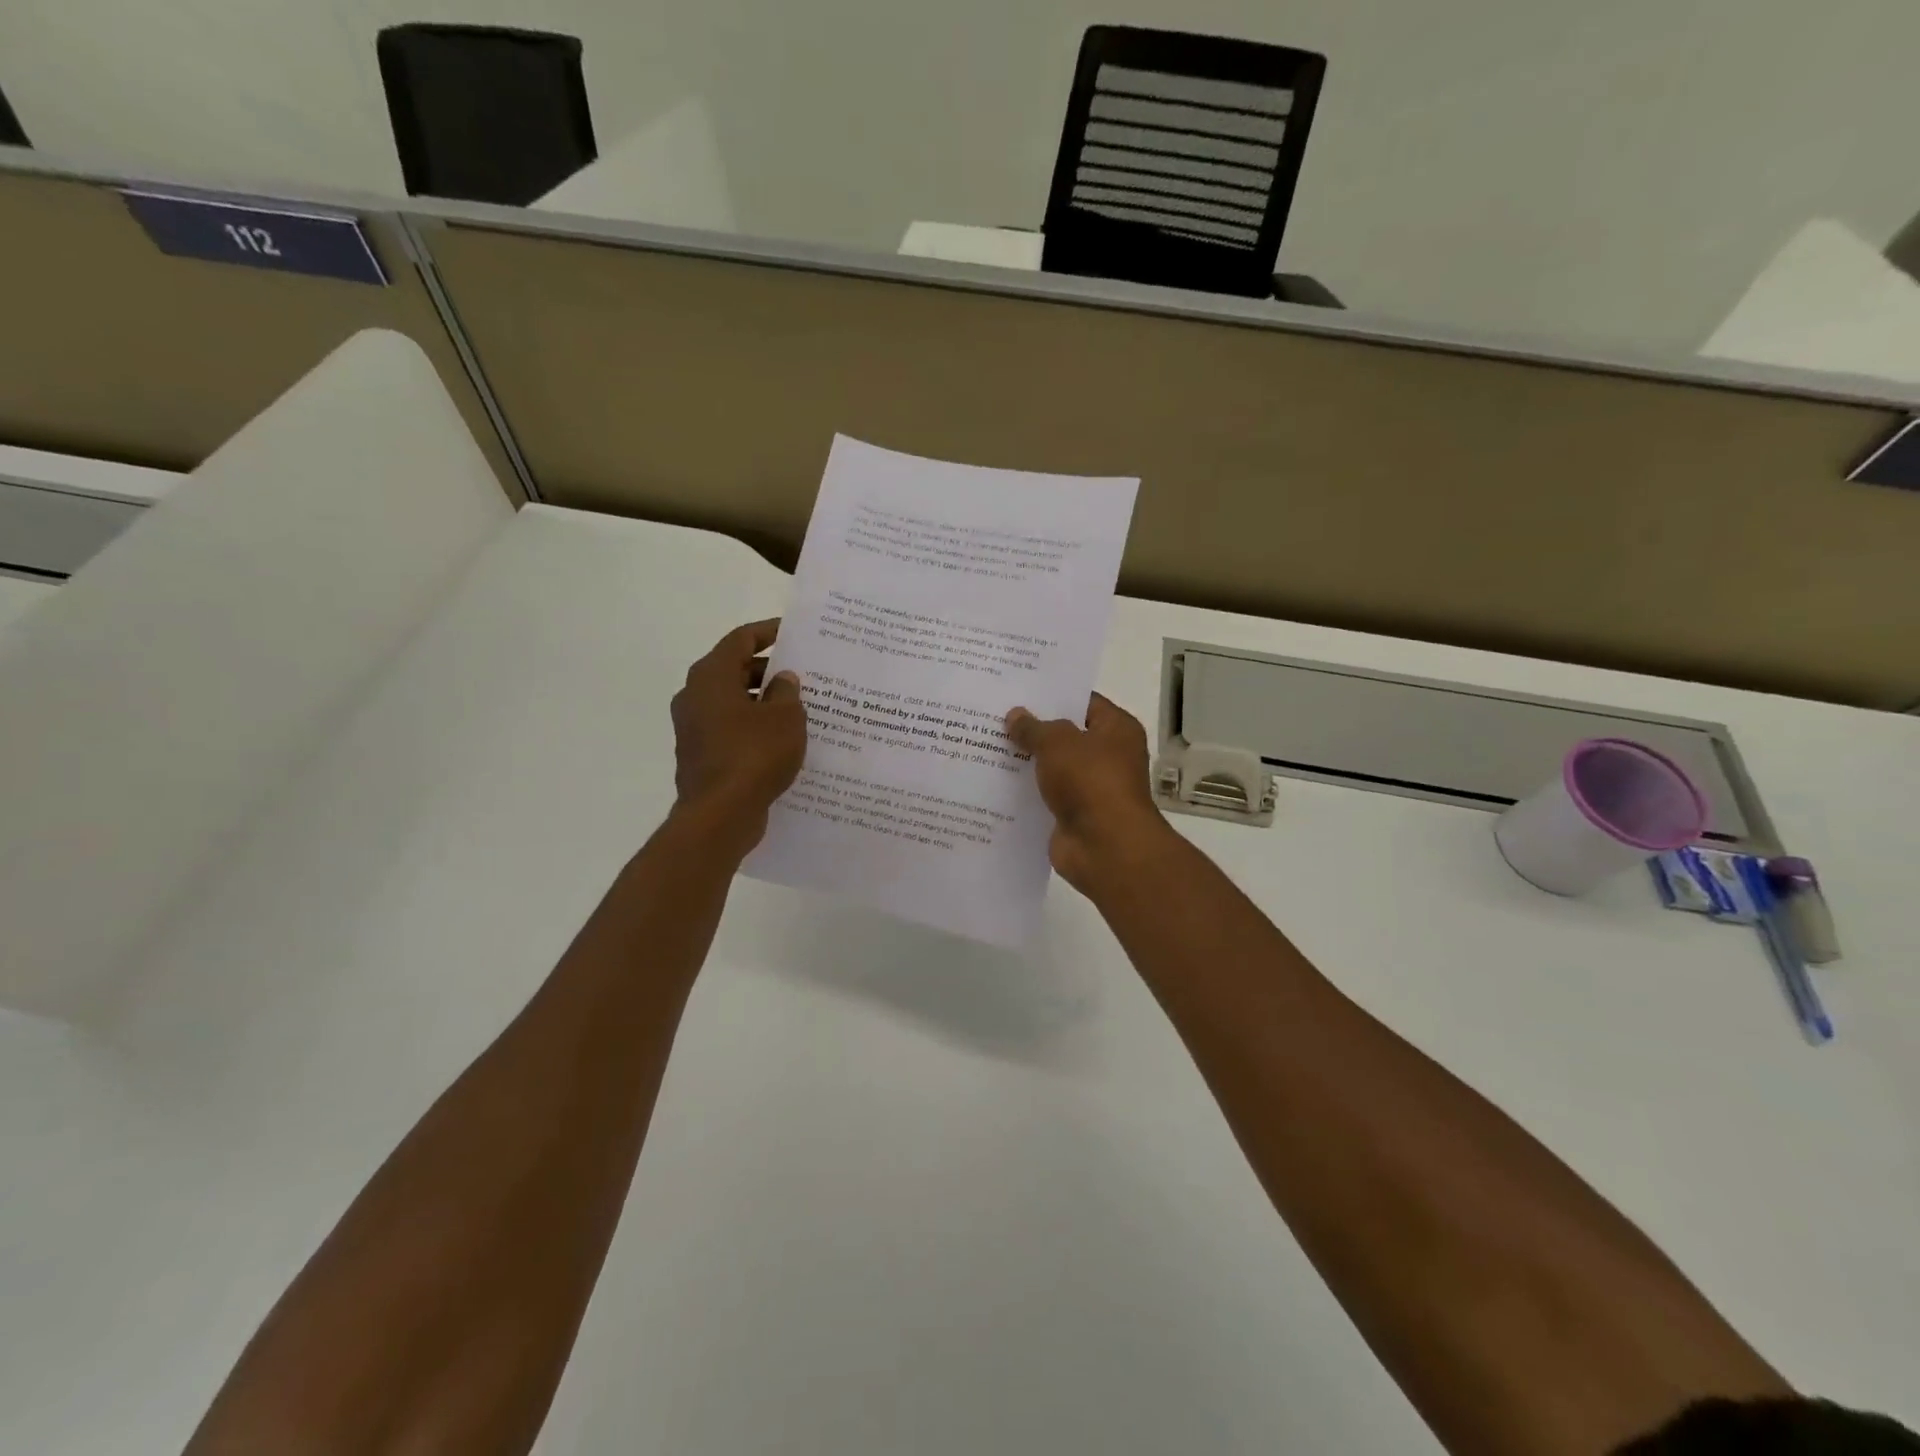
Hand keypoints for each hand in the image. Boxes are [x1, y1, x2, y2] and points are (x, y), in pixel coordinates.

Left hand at [671, 620, 806, 845]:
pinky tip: (783, 739)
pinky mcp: (701, 754)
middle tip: (804, 674)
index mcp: (711, 676)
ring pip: (734, 702)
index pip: (740, 640)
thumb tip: (783, 679)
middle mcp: (695, 696)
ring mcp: (694, 728)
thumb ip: (786, 692)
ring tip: (800, 707)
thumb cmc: (754, 755)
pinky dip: (754, 727)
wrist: (720, 814)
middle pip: (735, 670)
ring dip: (763, 701)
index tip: (792, 632)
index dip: (768, 632)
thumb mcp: (784, 718)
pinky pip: (732, 729)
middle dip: (769, 670)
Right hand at [1005, 693, 1172, 893]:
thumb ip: (1034, 728)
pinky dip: (1025, 792)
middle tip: (994, 716)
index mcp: (1117, 729)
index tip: (1018, 691)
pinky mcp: (1073, 815)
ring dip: (1026, 762)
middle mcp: (1108, 756)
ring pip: (1052, 768)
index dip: (1052, 696)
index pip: (1083, 702)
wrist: (1105, 847)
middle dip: (1033, 729)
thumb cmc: (1090, 782)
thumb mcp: (1057, 743)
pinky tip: (994, 783)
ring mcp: (1091, 788)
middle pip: (1065, 736)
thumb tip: (1015, 716)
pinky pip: (1045, 797)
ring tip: (986, 746)